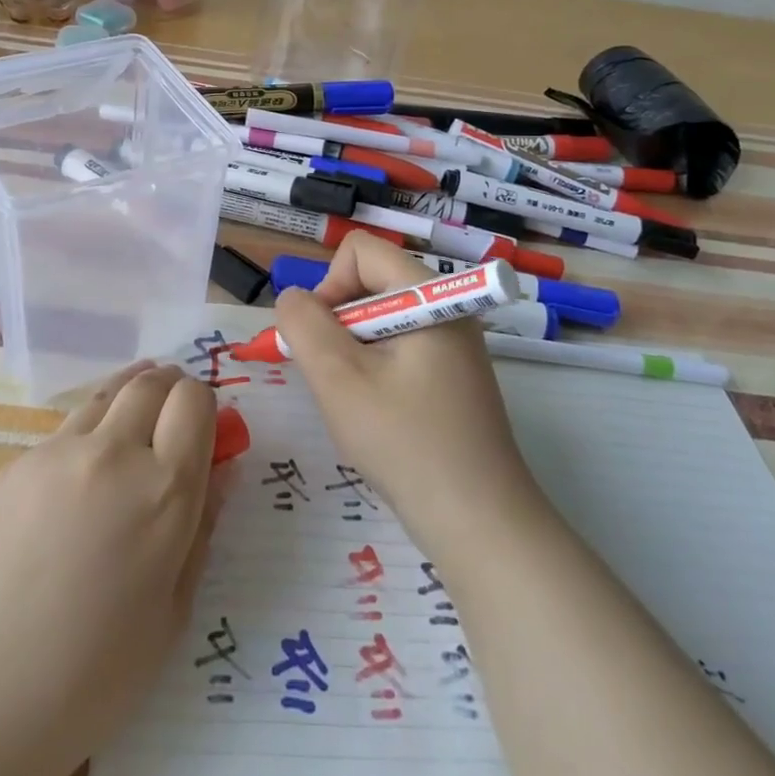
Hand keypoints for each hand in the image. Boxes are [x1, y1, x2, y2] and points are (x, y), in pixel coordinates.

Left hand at [0, 362, 217, 775]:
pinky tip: (77, 481)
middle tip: (171, 417)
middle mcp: (114, 452)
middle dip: (170, 388)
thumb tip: (221, 472)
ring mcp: (58, 452)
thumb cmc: (91, 677)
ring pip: (106, 395)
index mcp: (164, 491)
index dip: (204, 407)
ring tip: (131, 426)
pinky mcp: (15, 463)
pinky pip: (65, 432)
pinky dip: (87, 436)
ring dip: (128, 399)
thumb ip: (201, 530)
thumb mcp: (172, 615)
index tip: (202, 431)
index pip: (195, 401)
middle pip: (151, 383)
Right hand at [274, 234, 544, 560]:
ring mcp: (454, 345)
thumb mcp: (340, 379)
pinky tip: (377, 414)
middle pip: (371, 282)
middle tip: (332, 377)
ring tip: (355, 401)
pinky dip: (374, 369)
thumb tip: (293, 300)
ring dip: (353, 350)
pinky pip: (399, 348)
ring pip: (381, 319)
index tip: (321, 340)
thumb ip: (305, 325)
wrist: (481, 525)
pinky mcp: (454, 376)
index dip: (328, 285)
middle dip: (337, 321)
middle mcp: (447, 309)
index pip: (361, 251)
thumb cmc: (406, 444)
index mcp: (430, 296)